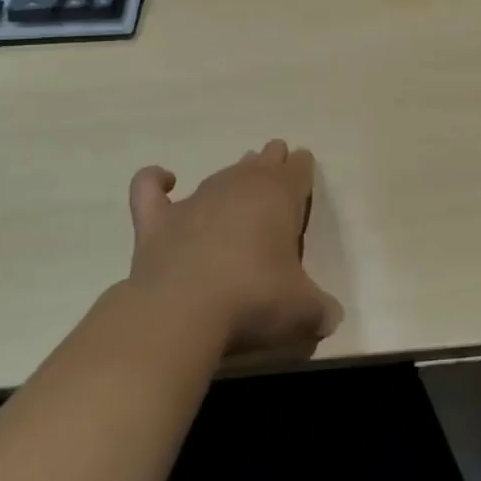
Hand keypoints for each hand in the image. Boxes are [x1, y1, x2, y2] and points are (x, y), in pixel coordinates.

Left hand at [126, 141, 342, 356]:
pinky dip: (155, 180)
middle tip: (276, 167)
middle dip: (271, 162)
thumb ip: (320, 309)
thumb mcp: (303, 310)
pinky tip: (164, 180)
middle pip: (262, 161)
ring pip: (221, 173)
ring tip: (239, 177)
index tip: (303, 171)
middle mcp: (240, 186)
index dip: (302, 169)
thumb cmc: (254, 299)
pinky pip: (150, 187)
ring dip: (233, 174)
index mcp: (280, 195)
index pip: (298, 168)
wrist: (182, 311)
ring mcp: (197, 199)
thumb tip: (331, 318)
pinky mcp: (158, 220)